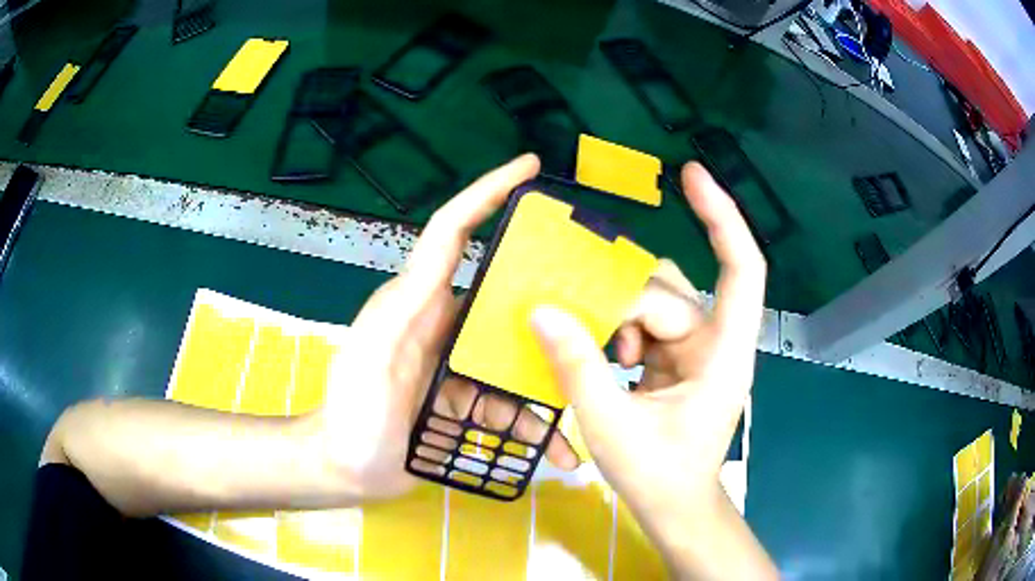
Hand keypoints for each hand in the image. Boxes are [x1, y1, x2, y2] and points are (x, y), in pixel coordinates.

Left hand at [313, 154, 577, 500]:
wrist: (346, 467)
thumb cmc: (350, 411)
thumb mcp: (371, 355)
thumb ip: (400, 310)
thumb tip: (443, 266)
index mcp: (419, 300)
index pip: (455, 231)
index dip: (487, 192)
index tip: (527, 166)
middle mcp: (444, 323)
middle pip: (504, 293)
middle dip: (547, 291)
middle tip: (595, 296)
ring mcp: (459, 364)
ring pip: (516, 354)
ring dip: (549, 376)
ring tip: (590, 390)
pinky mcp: (466, 401)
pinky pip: (510, 403)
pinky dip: (534, 423)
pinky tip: (559, 445)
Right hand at [530, 163, 774, 577]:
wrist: (674, 507)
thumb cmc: (658, 476)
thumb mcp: (611, 426)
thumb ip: (577, 367)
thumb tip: (542, 310)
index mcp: (723, 354)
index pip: (741, 268)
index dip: (722, 216)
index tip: (691, 174)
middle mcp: (715, 341)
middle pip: (672, 290)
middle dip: (627, 306)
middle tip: (600, 345)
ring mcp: (696, 349)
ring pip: (655, 302)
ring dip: (621, 320)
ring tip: (608, 358)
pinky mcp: (677, 358)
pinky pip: (645, 322)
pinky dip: (620, 331)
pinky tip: (610, 361)